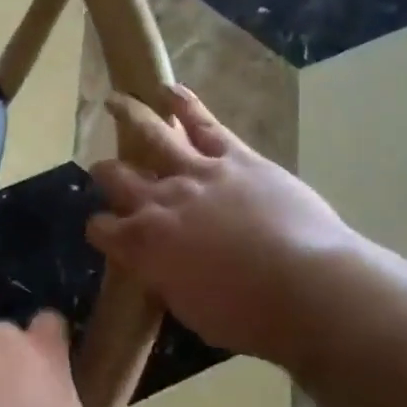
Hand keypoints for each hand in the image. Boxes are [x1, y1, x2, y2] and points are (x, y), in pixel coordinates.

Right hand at [87, 86, 361, 363]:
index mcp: (143, 244)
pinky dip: (184, 104)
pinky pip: (203, 123)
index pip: (101, 229)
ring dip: (129, 115)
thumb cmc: (247, 315)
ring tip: (115, 101)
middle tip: (103, 171)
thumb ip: (165, 279)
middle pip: (117, 177)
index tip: (105, 233)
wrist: (306, 288)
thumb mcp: (189, 309)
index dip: (100, 229)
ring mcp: (196, 173)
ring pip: (152, 135)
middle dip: (105, 173)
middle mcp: (159, 201)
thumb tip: (161, 268)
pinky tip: (169, 90)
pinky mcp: (234, 158)